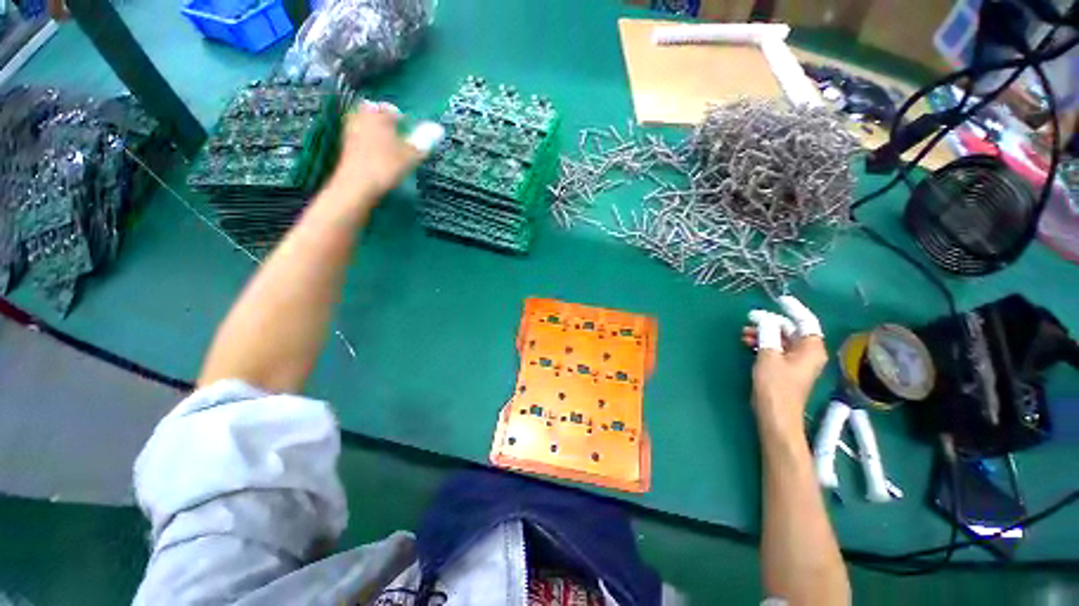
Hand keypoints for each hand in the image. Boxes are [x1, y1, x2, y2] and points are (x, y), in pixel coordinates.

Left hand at [326, 102, 440, 205]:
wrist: (357, 185)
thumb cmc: (386, 167)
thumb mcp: (410, 155)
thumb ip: (424, 141)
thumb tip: (439, 128)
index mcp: (378, 116)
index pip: (390, 109)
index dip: (400, 116)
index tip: (407, 126)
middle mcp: (362, 118)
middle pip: (372, 112)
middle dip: (383, 118)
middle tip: (395, 130)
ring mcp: (351, 132)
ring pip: (364, 123)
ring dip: (375, 129)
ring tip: (387, 142)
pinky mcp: (346, 147)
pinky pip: (359, 136)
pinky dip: (367, 140)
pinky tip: (376, 153)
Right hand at [741, 296, 827, 439]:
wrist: (775, 414)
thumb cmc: (775, 385)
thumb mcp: (769, 355)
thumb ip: (767, 333)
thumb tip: (764, 318)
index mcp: (811, 349)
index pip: (806, 321)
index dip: (793, 309)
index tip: (779, 299)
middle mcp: (808, 353)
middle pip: (791, 330)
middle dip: (770, 323)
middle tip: (750, 319)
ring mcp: (797, 362)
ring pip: (781, 340)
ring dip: (764, 334)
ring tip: (744, 334)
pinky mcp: (786, 370)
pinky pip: (777, 350)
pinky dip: (764, 344)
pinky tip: (749, 344)